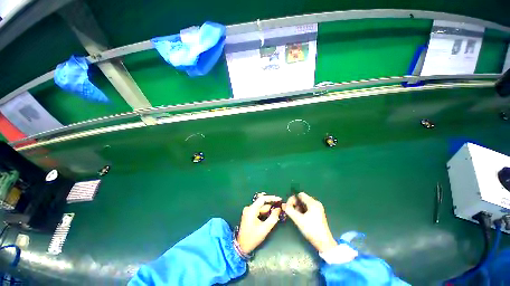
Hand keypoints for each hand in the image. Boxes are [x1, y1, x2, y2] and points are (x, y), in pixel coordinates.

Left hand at [237, 195, 281, 253]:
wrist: (241, 246)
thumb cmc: (252, 238)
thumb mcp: (265, 229)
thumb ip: (273, 218)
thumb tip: (278, 209)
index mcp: (251, 209)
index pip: (262, 199)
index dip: (271, 198)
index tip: (279, 199)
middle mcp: (249, 208)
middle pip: (262, 204)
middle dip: (271, 206)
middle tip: (280, 209)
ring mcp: (248, 211)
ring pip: (261, 208)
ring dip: (268, 210)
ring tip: (277, 213)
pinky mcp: (249, 214)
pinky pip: (258, 211)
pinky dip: (264, 213)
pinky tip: (270, 216)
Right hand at [283, 192, 337, 252]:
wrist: (324, 243)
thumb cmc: (312, 230)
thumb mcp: (299, 220)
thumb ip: (289, 210)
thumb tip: (283, 205)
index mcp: (313, 203)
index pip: (300, 195)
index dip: (292, 199)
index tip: (288, 206)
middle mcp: (316, 203)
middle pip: (302, 199)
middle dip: (295, 204)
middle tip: (291, 212)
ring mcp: (317, 208)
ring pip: (304, 204)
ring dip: (298, 208)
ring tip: (296, 216)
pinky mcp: (318, 213)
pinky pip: (307, 208)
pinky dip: (302, 211)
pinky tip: (301, 218)